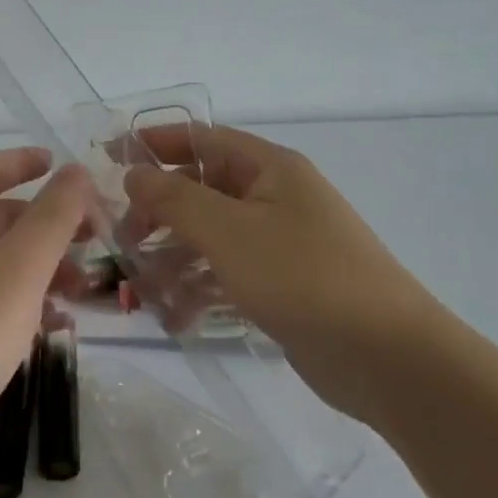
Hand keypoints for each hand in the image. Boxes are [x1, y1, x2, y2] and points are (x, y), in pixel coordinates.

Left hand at [0, 148, 94, 470]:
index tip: (62, 165)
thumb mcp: (18, 271)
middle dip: (43, 224)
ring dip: (34, 265)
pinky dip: (12, 298)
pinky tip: (45, 328)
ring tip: (77, 292)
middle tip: (89, 242)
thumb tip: (76, 170)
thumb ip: (53, 217)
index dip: (27, 162)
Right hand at [123, 125, 443, 423]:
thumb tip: (134, 173)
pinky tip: (175, 319)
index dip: (154, 144)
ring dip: (174, 259)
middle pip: (201, 190)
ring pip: (211, 238)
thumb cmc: (303, 276)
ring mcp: (280, 244)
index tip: (108, 158)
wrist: (389, 358)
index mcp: (269, 169)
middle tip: (123, 241)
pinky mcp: (282, 285)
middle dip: (159, 213)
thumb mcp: (228, 231)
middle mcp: (275, 198)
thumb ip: (174, 198)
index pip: (201, 139)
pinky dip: (199, 290)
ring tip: (142, 290)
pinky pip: (228, 275)